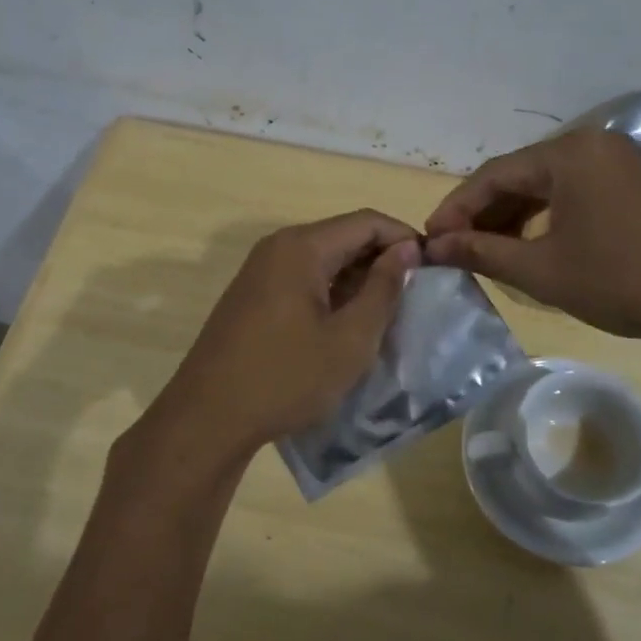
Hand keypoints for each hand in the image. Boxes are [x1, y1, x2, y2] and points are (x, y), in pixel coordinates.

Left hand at [132, 211, 420, 472]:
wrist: (207, 418)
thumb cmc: (285, 378)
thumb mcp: (349, 339)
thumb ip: (382, 290)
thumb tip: (407, 250)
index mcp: (302, 247)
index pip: (366, 222)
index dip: (404, 239)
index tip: (433, 269)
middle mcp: (278, 247)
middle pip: (343, 236)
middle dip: (382, 259)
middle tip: (414, 295)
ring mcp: (260, 271)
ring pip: (323, 259)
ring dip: (357, 279)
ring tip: (387, 313)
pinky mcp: (252, 296)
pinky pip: (302, 279)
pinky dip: (331, 292)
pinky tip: (346, 324)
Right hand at [423, 129, 640, 352]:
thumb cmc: (623, 281)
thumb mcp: (543, 271)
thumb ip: (483, 253)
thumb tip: (434, 247)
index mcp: (567, 154)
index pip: (492, 175)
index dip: (455, 208)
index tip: (430, 240)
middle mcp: (592, 145)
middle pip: (521, 175)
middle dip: (484, 213)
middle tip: (455, 248)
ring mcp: (619, 162)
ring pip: (549, 185)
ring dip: (514, 216)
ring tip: (488, 251)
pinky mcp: (637, 183)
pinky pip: (576, 192)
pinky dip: (547, 217)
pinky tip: (533, 244)